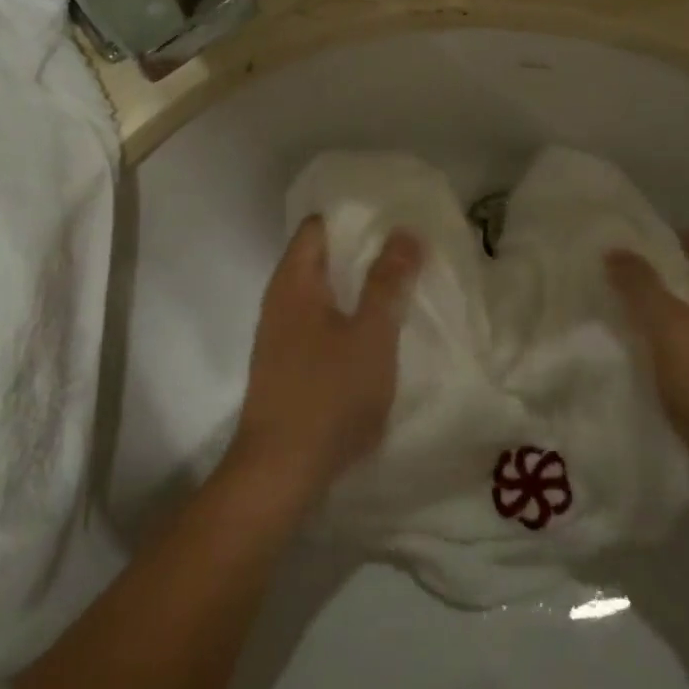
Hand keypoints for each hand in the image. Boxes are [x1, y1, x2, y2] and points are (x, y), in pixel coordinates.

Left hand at [226, 217, 423, 506]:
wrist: (280, 473)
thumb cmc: (328, 394)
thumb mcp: (371, 334)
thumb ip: (388, 282)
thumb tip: (404, 232)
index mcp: (294, 282)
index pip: (318, 226)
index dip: (354, 215)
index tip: (393, 215)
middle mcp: (280, 301)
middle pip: (321, 257)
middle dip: (362, 250)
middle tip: (408, 248)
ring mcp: (280, 335)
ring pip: (323, 293)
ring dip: (357, 286)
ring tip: (400, 284)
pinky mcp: (287, 365)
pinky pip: (320, 323)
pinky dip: (347, 315)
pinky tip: (376, 331)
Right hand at [606, 230, 688, 520]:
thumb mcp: (671, 328)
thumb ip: (642, 288)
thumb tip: (616, 251)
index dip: (685, 237)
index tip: (643, 246)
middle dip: (662, 280)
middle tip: (616, 283)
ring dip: (659, 321)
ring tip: (615, 322)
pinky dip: (663, 359)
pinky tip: (633, 368)